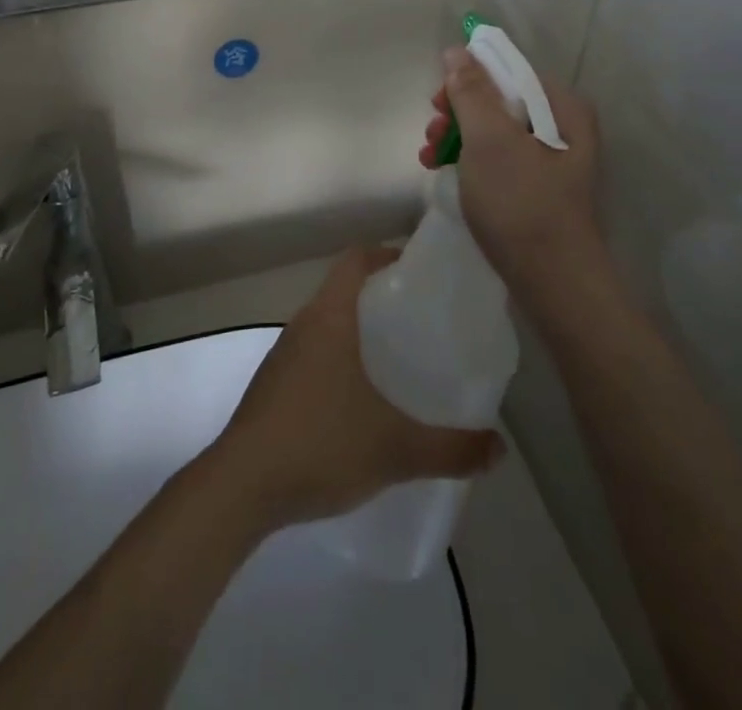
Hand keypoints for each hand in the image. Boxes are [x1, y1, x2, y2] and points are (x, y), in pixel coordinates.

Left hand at [208, 246, 503, 530]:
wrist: (241, 486)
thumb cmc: (320, 444)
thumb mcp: (396, 449)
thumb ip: (452, 449)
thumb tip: (499, 448)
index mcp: (330, 316)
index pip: (356, 258)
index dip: (387, 255)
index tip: (420, 274)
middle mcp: (304, 324)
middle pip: (344, 289)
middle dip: (381, 298)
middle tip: (422, 323)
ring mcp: (284, 354)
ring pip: (328, 324)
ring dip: (359, 332)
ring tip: (398, 361)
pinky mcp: (273, 384)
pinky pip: (314, 353)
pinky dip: (339, 361)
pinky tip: (360, 402)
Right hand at [419, 48, 603, 295]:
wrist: (553, 283)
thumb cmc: (521, 202)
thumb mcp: (489, 139)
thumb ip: (471, 91)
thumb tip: (457, 50)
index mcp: (562, 107)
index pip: (508, 71)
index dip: (468, 79)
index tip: (438, 103)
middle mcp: (563, 128)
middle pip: (500, 102)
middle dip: (459, 113)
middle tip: (432, 132)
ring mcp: (552, 161)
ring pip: (495, 132)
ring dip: (458, 138)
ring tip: (429, 157)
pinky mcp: (538, 190)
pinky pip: (499, 160)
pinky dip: (470, 162)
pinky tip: (444, 173)